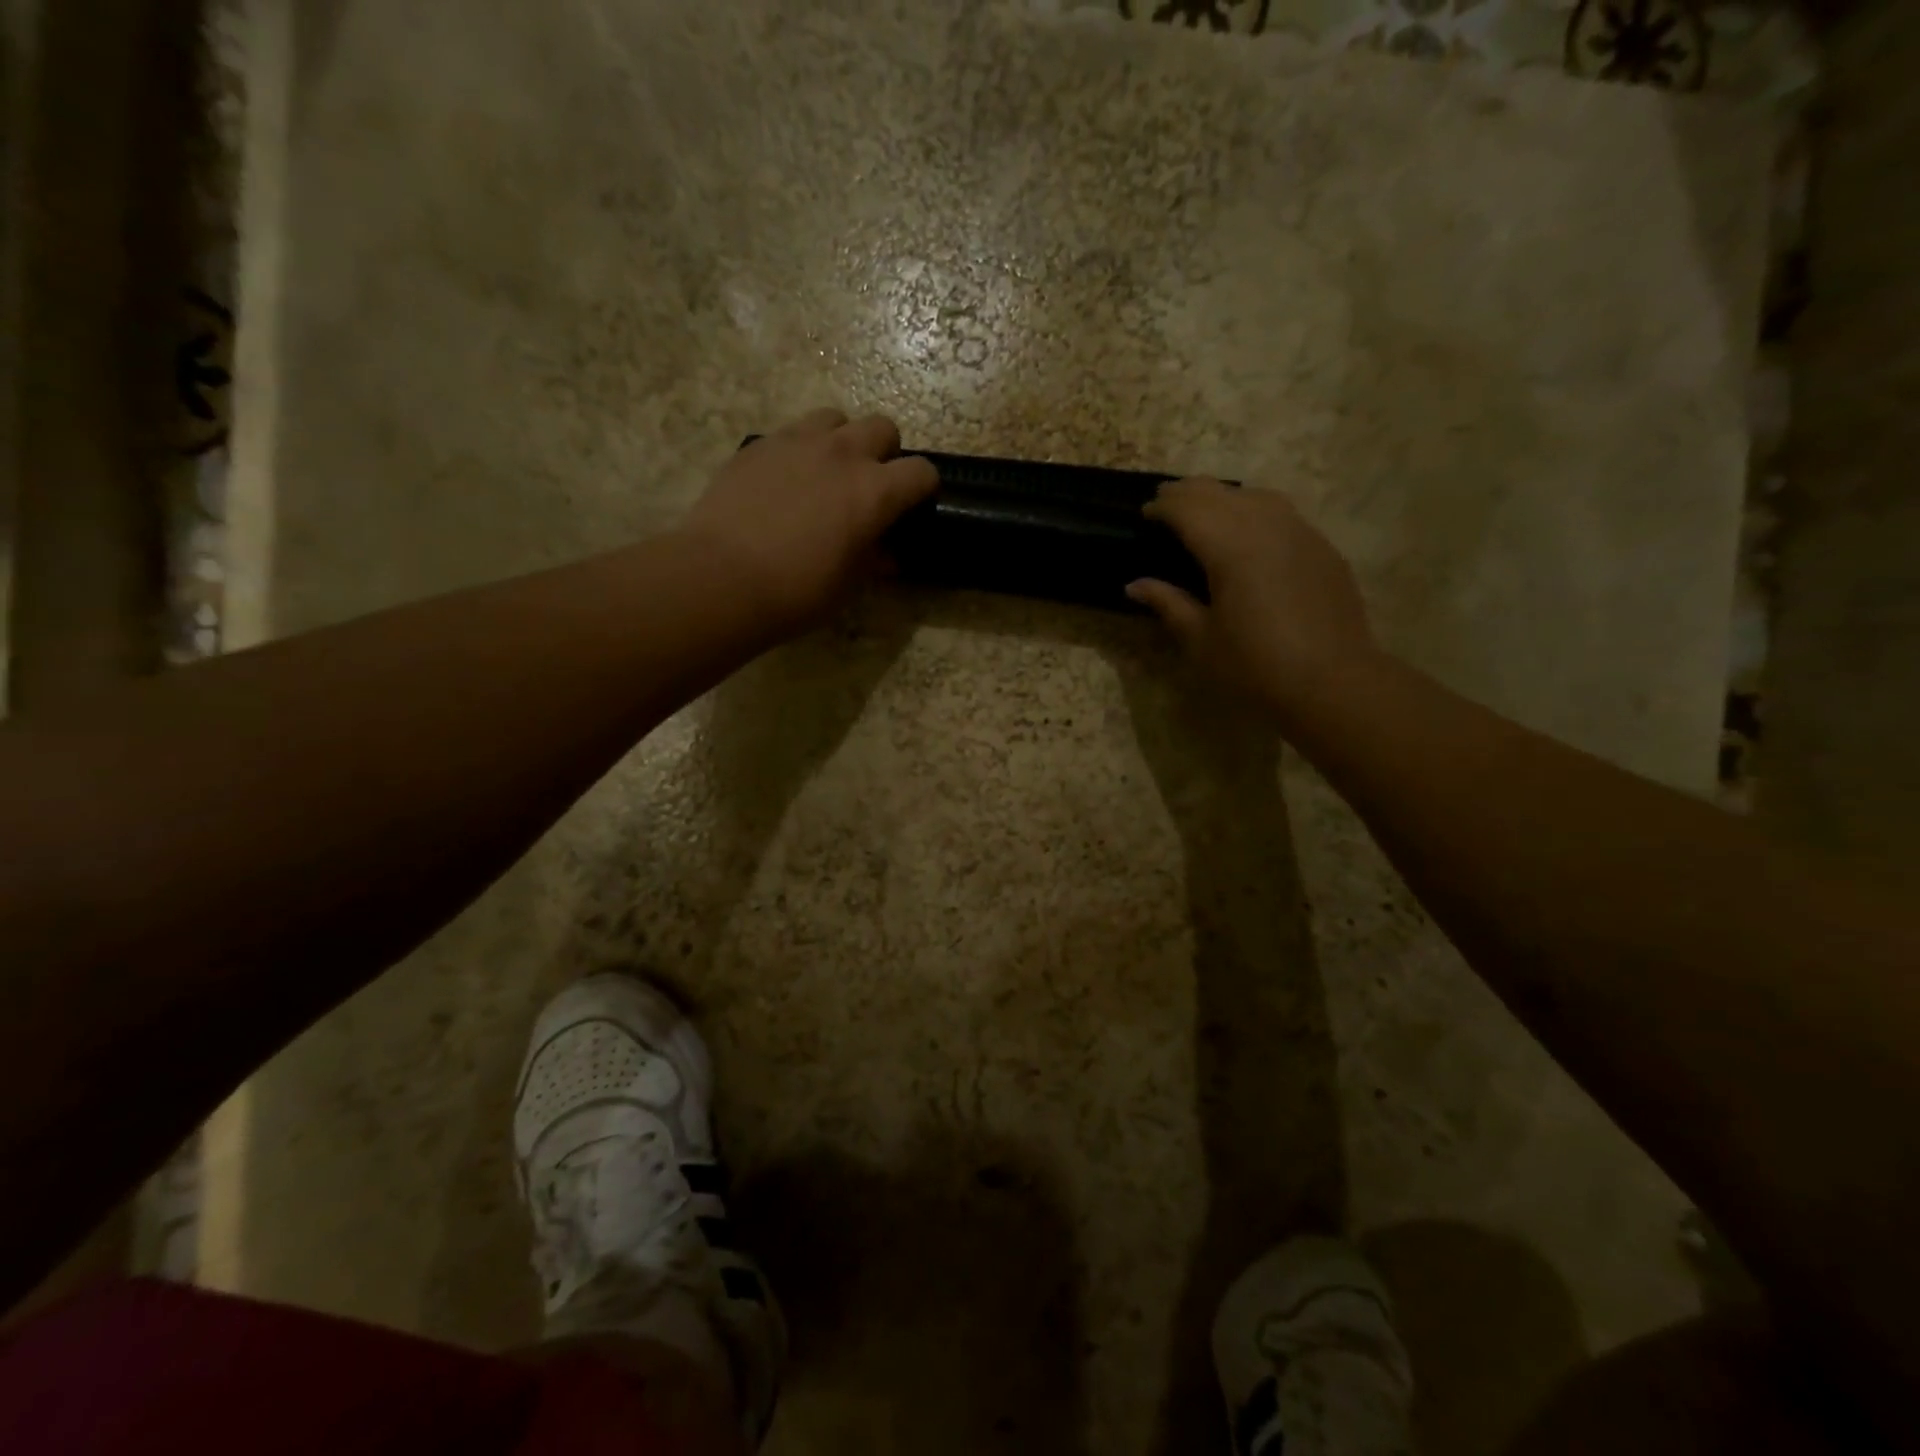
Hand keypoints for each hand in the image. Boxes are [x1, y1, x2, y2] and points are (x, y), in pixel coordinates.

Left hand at [682, 409, 936, 636]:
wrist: (721, 578)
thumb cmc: (796, 592)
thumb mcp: (847, 585)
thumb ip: (872, 560)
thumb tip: (885, 554)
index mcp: (874, 491)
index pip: (921, 472)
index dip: (923, 488)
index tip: (913, 507)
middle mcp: (842, 453)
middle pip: (882, 427)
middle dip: (885, 453)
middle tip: (869, 486)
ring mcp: (797, 442)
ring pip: (835, 418)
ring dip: (841, 440)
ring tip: (826, 473)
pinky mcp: (759, 444)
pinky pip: (792, 432)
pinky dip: (800, 450)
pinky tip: (785, 482)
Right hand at [1127, 478, 1378, 722]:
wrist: (1333, 682)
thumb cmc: (1255, 666)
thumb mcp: (1201, 640)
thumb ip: (1168, 604)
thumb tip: (1134, 586)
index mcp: (1230, 548)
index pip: (1189, 510)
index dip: (1163, 507)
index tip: (1144, 513)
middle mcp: (1266, 527)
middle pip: (1221, 494)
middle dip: (1189, 493)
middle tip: (1166, 502)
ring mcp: (1301, 533)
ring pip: (1256, 496)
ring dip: (1224, 496)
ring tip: (1206, 509)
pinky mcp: (1322, 548)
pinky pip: (1283, 514)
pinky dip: (1255, 511)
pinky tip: (1249, 531)